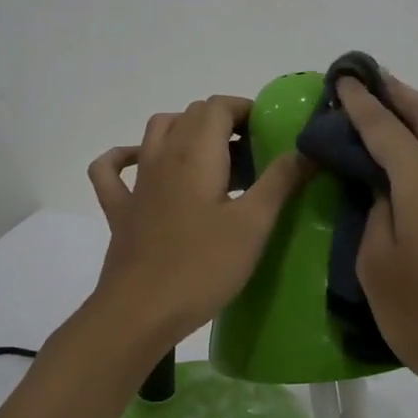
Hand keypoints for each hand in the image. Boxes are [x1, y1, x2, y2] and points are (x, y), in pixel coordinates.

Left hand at [88, 96, 310, 344]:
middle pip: (191, 115)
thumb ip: (280, 182)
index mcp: (195, 153)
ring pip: (156, 132)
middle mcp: (162, 156)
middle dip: (223, 122)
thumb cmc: (202, 266)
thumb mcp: (253, 225)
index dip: (245, 109)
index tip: (270, 132)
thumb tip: (306, 149)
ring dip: (184, 131)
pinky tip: (140, 163)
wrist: (140, 311)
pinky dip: (125, 157)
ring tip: (213, 157)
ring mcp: (136, 183)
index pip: (218, 106)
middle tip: (253, 153)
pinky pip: (112, 169)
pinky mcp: (120, 210)